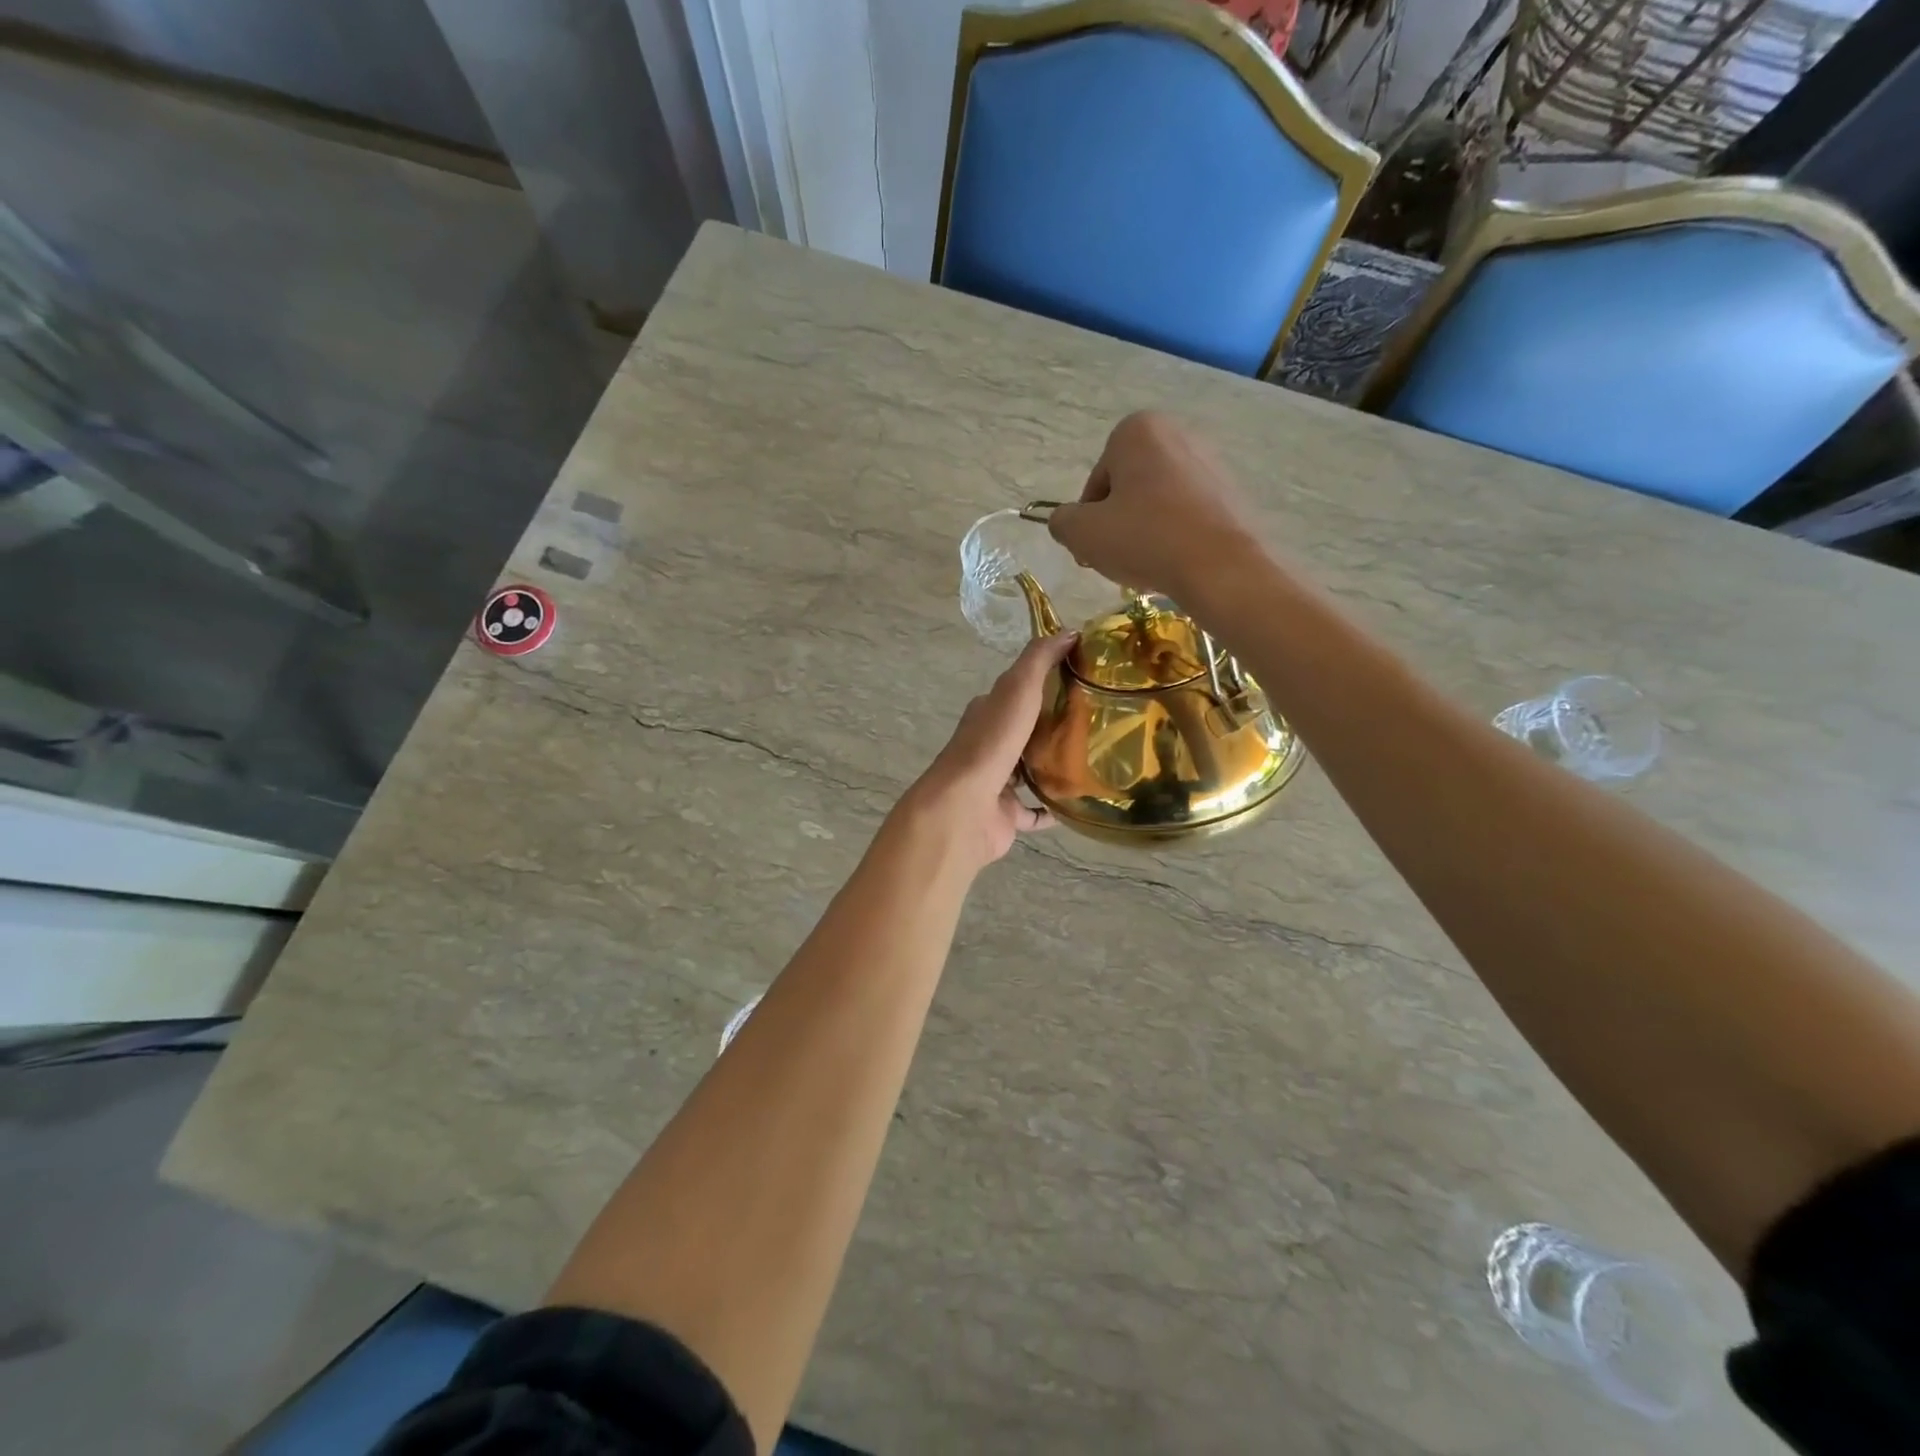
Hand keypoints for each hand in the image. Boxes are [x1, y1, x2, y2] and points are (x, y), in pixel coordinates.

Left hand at [900, 631, 1077, 871]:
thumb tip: (1069, 631)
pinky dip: (1051, 808)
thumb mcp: (1017, 689)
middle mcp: (990, 745)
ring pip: (1029, 770)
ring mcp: (996, 782)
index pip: (1017, 692)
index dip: (1045, 682)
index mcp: (987, 713)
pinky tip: (1077, 802)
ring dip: (1053, 765)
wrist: (965, 807)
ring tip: (1093, 760)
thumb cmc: (992, 743)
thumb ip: (1039, 660)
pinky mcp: (1005, 815)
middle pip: (1025, 731)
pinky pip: (1034, 811)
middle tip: (1096, 722)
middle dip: (1053, 726)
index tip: (1082, 680)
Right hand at [1047, 411, 1264, 605]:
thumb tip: (1066, 521)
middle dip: (1118, 522)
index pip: (1097, 482)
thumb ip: (1062, 521)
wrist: (1219, 567)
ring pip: (1158, 502)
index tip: (1094, 548)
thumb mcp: (1082, 533)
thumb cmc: (1144, 539)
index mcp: (1137, 431)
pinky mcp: (1231, 491)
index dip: (1089, 520)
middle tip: (1116, 558)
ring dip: (1145, 530)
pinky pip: (1187, 513)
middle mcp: (1176, 433)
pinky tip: (1174, 561)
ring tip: (1147, 564)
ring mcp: (1209, 462)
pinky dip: (1175, 534)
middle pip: (1128, 488)